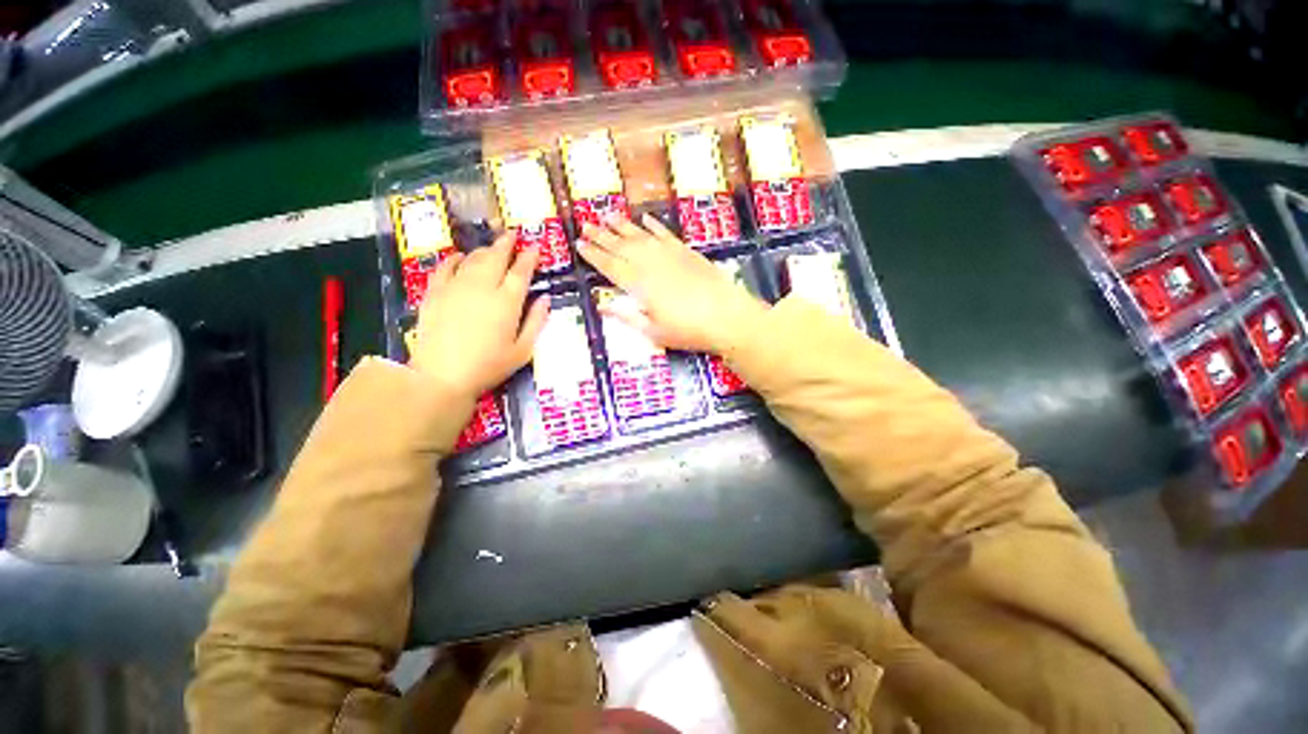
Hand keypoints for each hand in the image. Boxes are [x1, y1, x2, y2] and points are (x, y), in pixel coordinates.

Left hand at [408, 232, 548, 397]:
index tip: (534, 247)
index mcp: (507, 302)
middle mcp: (482, 287)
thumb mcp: (523, 350)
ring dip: (484, 250)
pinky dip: (454, 259)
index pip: (521, 272)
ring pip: (472, 259)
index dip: (528, 258)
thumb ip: (536, 322)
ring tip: (492, 248)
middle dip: (506, 244)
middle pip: (496, 258)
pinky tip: (458, 256)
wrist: (442, 375)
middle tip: (512, 234)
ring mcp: (456, 287)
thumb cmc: (489, 366)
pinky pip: (444, 267)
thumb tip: (545, 299)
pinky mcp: (435, 293)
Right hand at [577, 214, 767, 352]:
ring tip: (607, 215)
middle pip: (621, 247)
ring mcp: (670, 255)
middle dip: (602, 236)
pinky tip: (645, 219)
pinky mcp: (687, 252)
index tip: (579, 244)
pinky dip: (654, 226)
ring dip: (623, 226)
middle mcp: (651, 264)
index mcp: (639, 285)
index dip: (593, 255)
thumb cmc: (688, 331)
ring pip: (641, 236)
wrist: (727, 317)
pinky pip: (665, 234)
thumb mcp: (653, 332)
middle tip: (586, 224)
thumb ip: (627, 317)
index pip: (610, 266)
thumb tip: (601, 306)